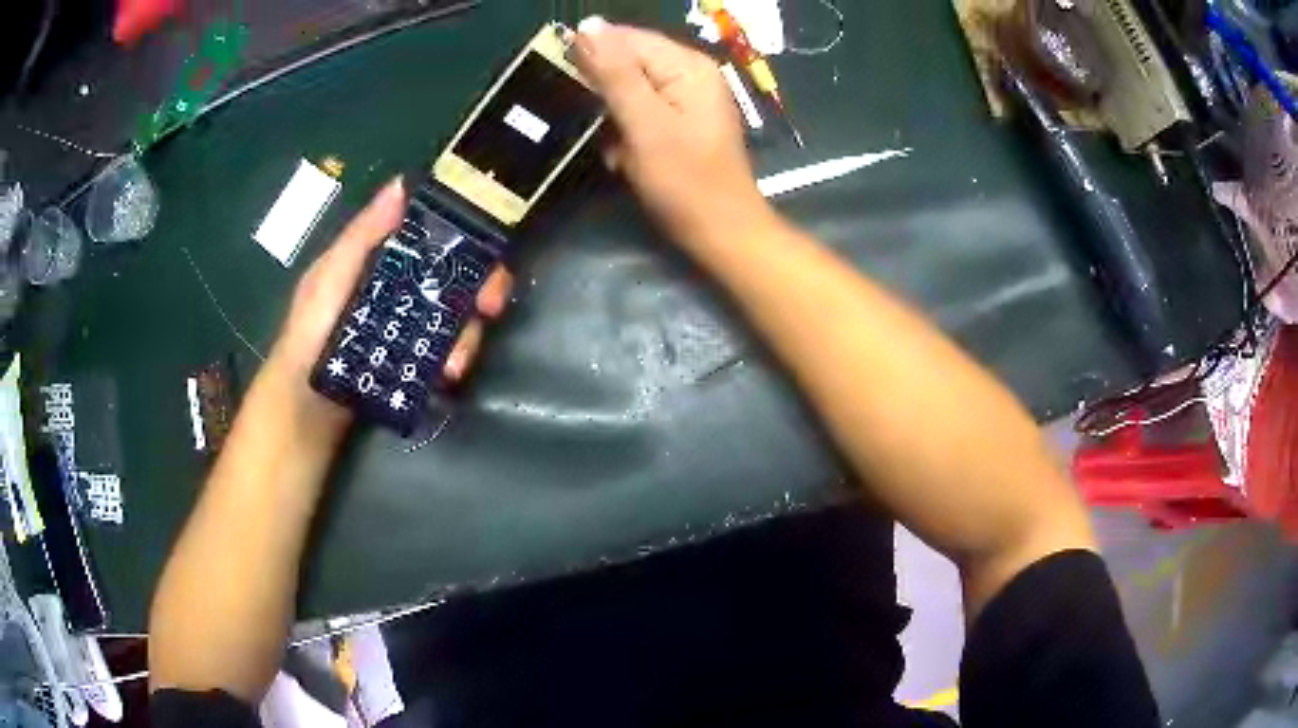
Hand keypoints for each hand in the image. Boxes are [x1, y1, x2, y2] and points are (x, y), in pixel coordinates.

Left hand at [267, 177, 511, 433]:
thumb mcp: (330, 277)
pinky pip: (449, 353)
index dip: (467, 236)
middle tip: (490, 306)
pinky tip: (448, 375)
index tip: (488, 246)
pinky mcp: (416, 363)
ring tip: (455, 363)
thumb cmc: (309, 333)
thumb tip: (402, 184)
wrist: (304, 407)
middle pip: (460, 277)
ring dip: (468, 336)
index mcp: (385, 259)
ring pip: (460, 318)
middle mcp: (406, 288)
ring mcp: (413, 328)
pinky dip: (455, 361)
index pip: (436, 237)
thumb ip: (362, 236)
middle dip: (483, 289)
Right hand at [573, 17, 771, 242]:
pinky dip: (623, 131)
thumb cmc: (685, 182)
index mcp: (687, 65)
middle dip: (602, 92)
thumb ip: (615, 73)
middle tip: (595, 125)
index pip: (626, 38)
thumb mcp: (645, 124)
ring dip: (609, 116)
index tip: (561, 82)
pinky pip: (637, 111)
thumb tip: (587, 25)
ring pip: (627, 89)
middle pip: (627, 61)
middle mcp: (689, 73)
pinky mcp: (678, 121)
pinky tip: (623, 155)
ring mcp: (685, 97)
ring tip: (612, 145)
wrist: (720, 233)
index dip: (590, 54)